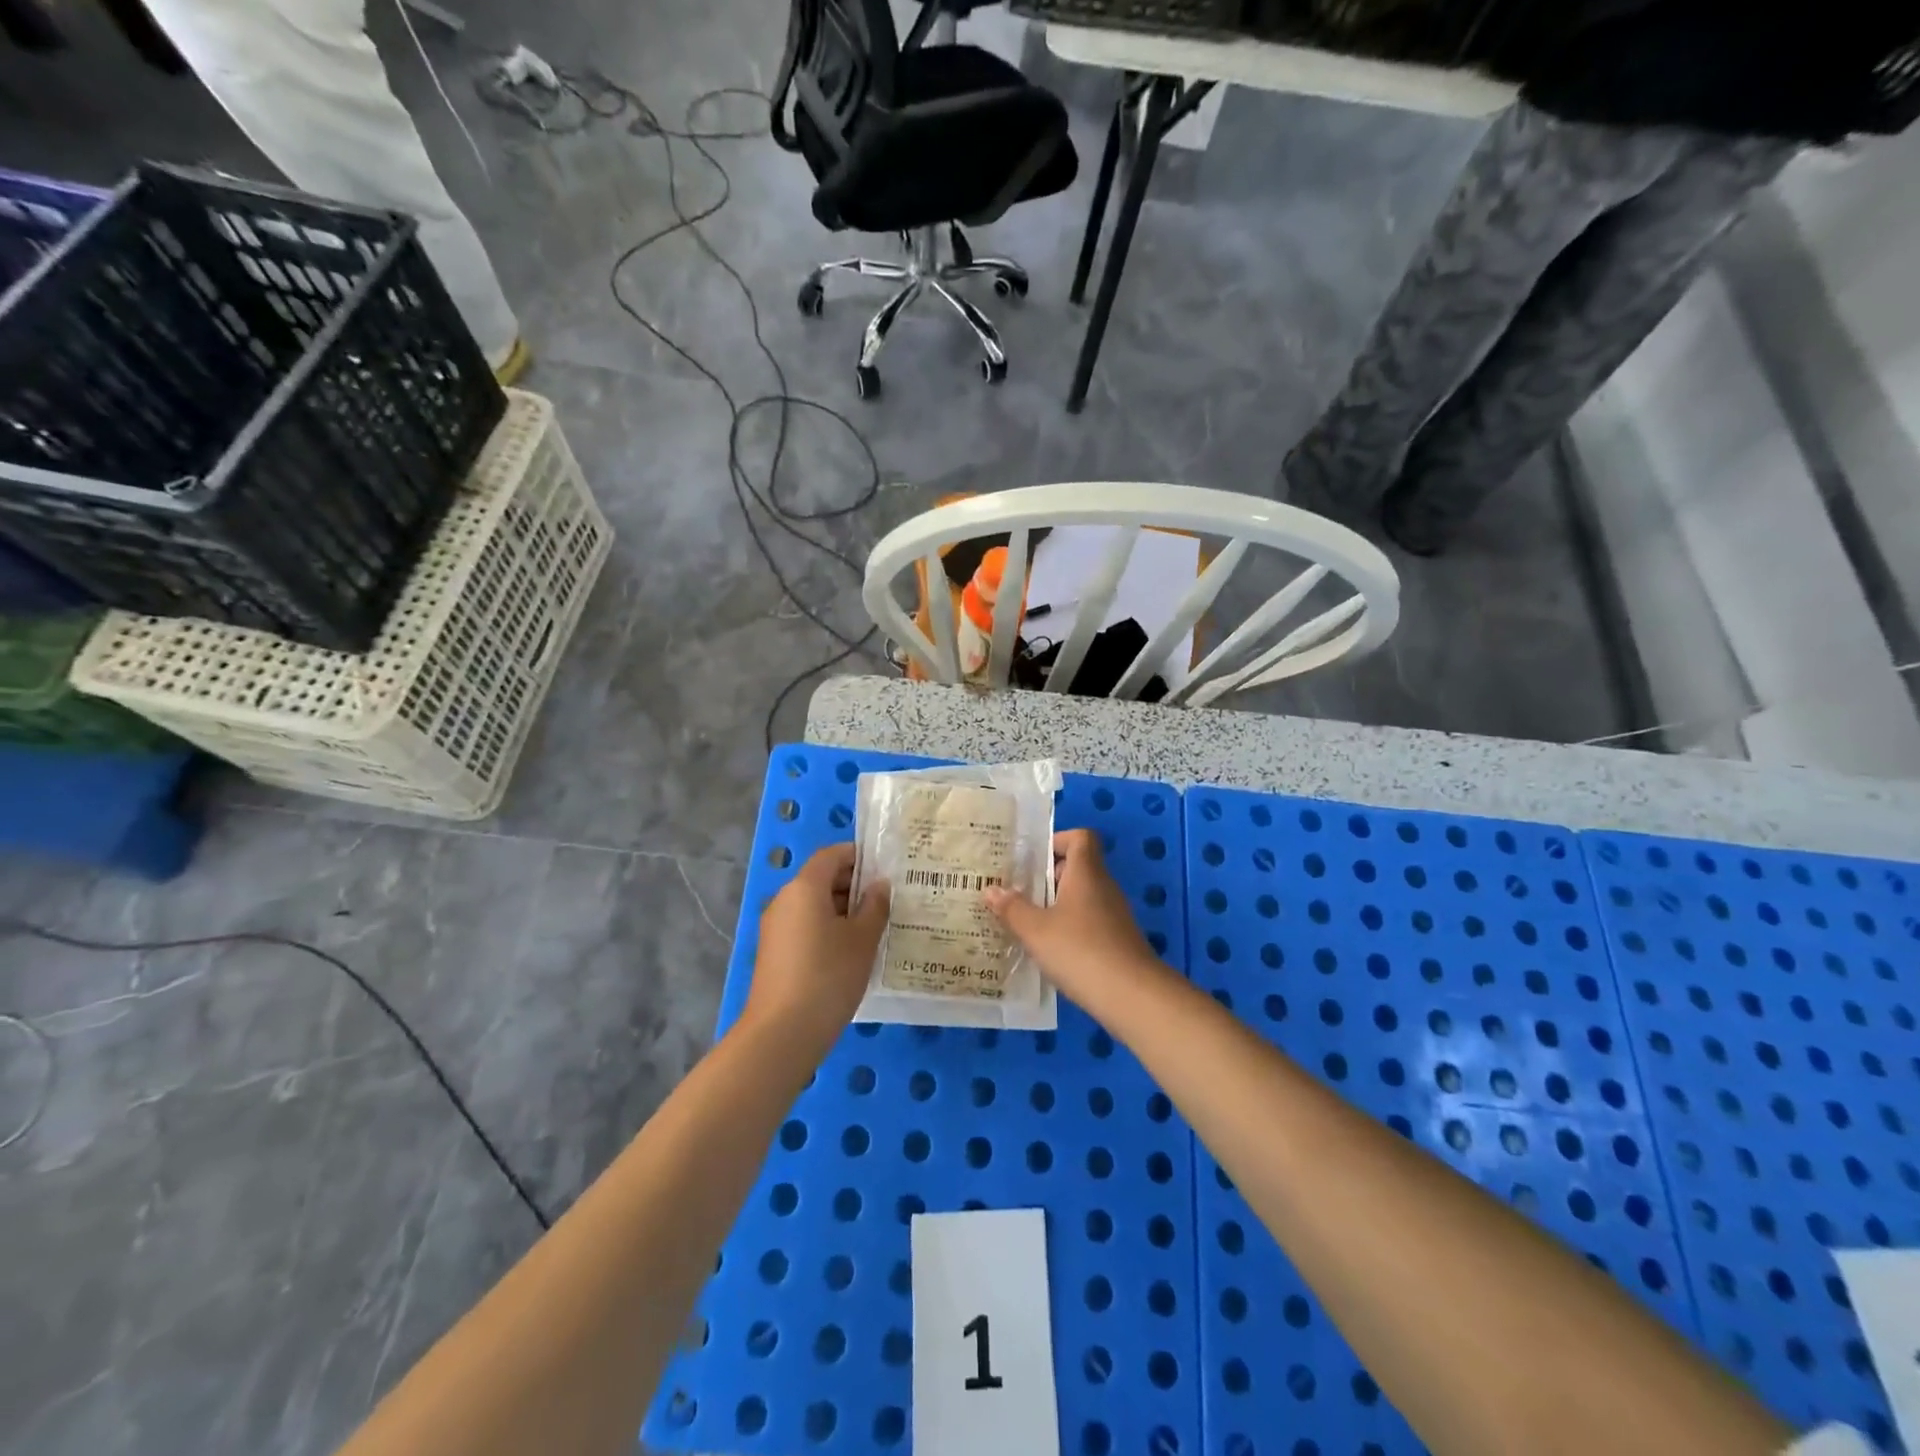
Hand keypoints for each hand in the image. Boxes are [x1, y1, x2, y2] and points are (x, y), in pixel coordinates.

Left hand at [742, 844, 889, 1055]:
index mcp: (805, 888)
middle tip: (886, 902)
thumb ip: (875, 906)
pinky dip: (827, 929)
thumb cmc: (829, 976)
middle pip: (821, 879)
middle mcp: (785, 900)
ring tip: (874, 928)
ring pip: (813, 905)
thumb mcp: (863, 939)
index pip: (831, 855)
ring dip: (842, 910)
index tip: (884, 869)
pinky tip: (850, 952)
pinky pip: (804, 927)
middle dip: (853, 885)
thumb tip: (879, 885)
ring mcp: (775, 928)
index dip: (858, 856)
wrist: (782, 1033)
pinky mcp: (774, 953)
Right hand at [983, 829, 1163, 1007]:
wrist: (1132, 996)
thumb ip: (1012, 908)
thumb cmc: (1079, 950)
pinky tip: (1049, 951)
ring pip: (1082, 898)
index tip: (1032, 859)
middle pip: (1077, 868)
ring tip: (1025, 923)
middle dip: (1047, 878)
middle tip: (1017, 893)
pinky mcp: (1118, 941)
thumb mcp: (1035, 930)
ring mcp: (1114, 915)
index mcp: (1086, 873)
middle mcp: (1103, 887)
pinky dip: (1069, 930)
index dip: (1058, 840)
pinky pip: (1089, 923)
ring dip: (1056, 906)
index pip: (1080, 837)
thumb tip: (991, 889)